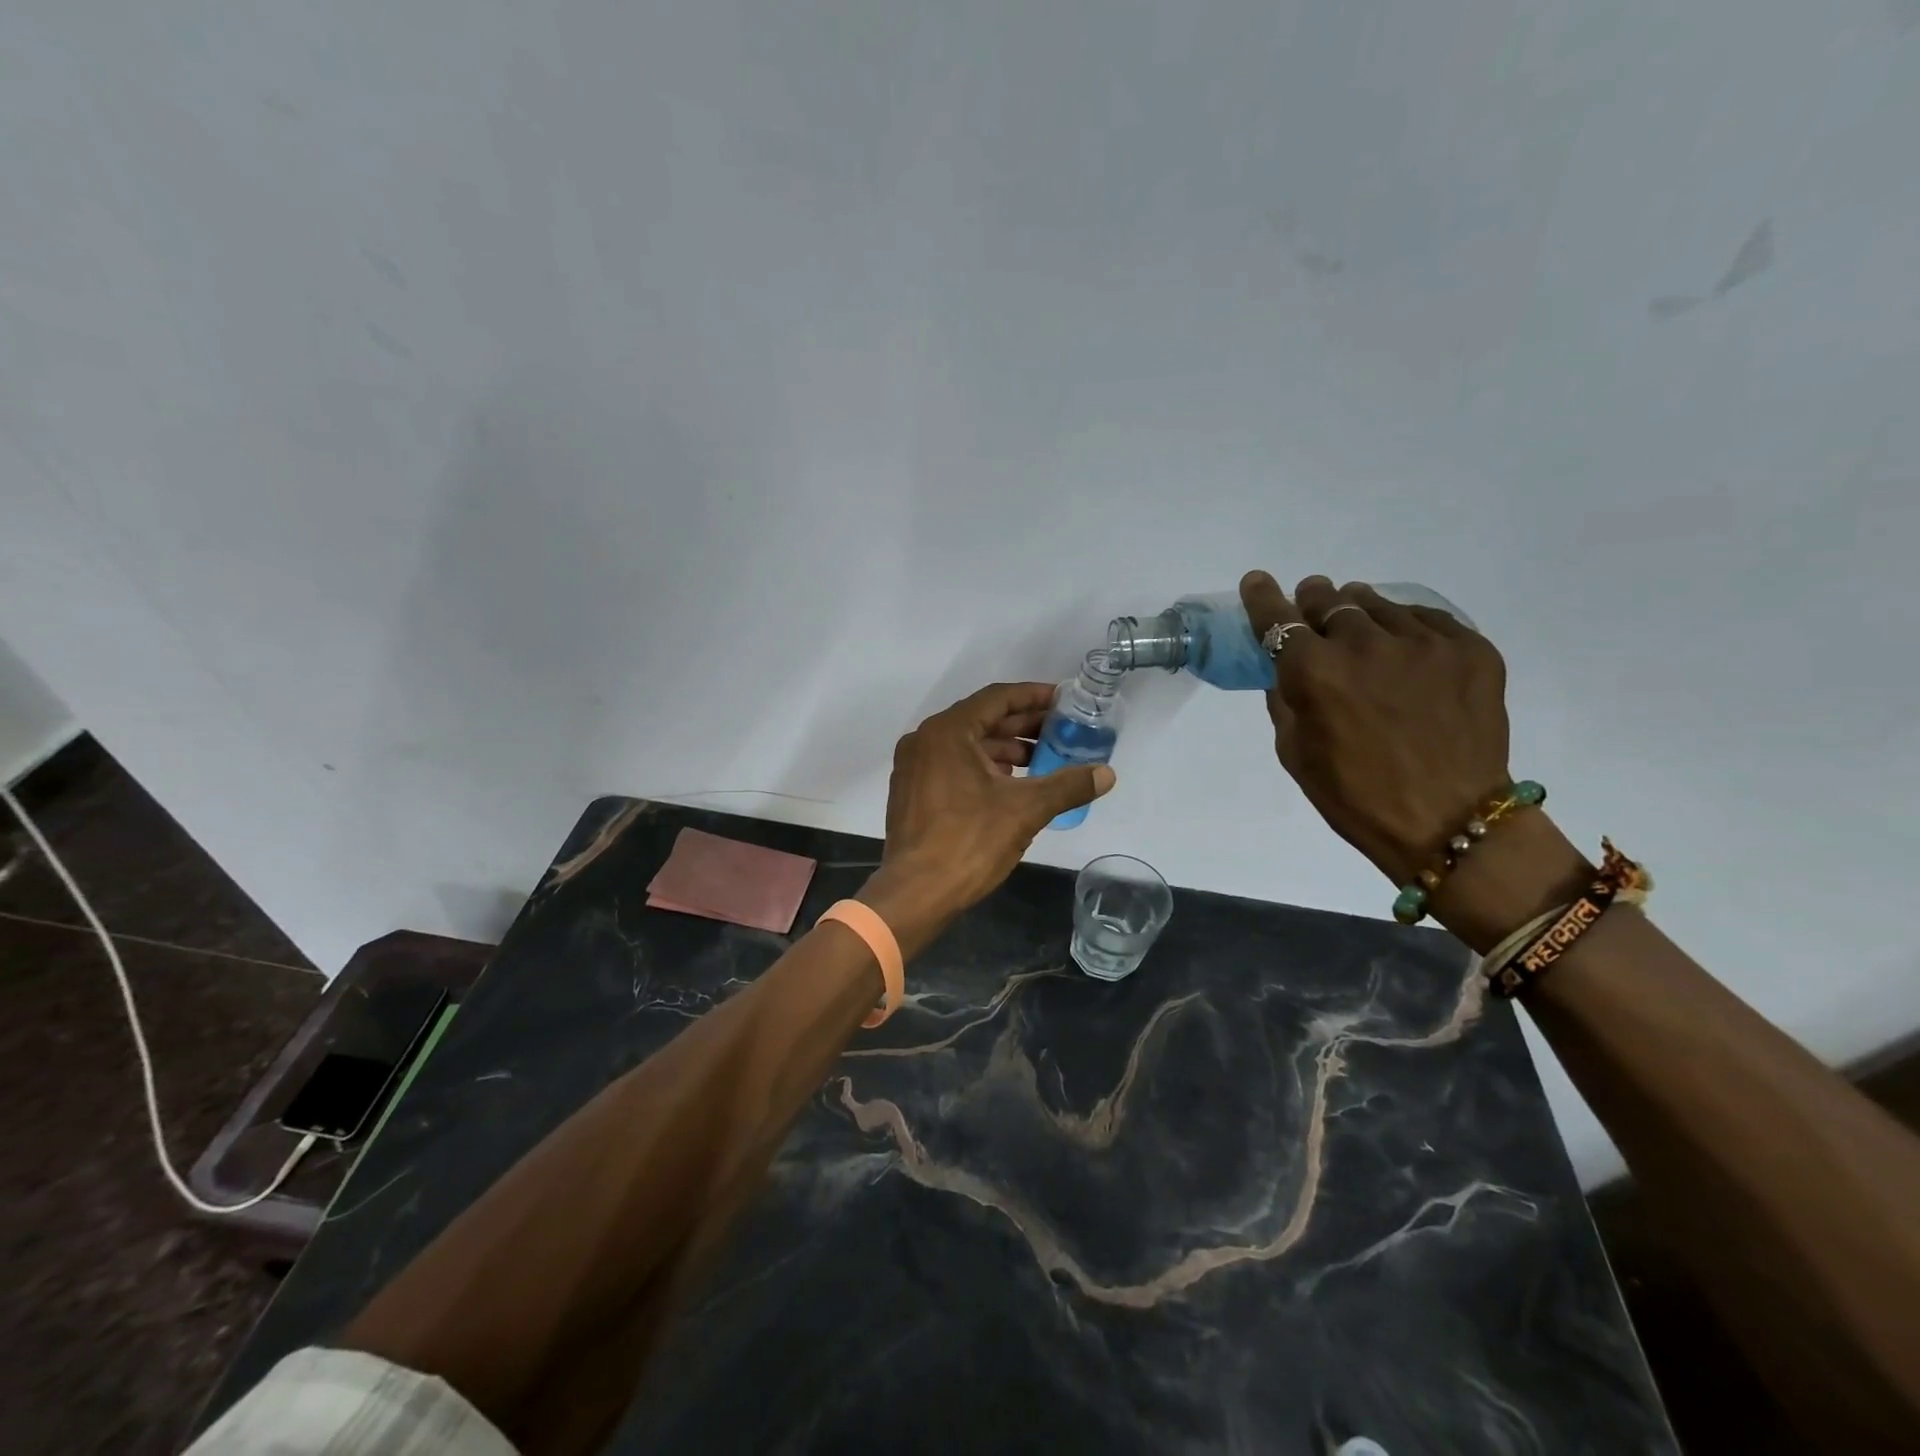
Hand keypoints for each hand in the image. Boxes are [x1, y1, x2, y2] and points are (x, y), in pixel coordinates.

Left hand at [860, 683, 1115, 943]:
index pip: (997, 699)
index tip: (1064, 701)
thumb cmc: (969, 843)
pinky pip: (953, 764)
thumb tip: (1107, 774)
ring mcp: (914, 767)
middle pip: (982, 720)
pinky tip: (1010, 784)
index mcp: (947, 732)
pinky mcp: (912, 792)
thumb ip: (1067, 786)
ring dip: (1005, 749)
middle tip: (1061, 731)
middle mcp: (925, 740)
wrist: (916, 894)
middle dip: (1023, 726)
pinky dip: (983, 767)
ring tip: (1043, 760)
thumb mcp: (1025, 810)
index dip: (1033, 697)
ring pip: (967, 745)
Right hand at [1239, 572, 1516, 885]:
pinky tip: (1406, 653)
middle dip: (1313, 602)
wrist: (1450, 821)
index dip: (1262, 596)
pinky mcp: (1470, 648)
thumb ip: (1285, 699)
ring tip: (1362, 634)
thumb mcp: (1294, 752)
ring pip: (1377, 604)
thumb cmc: (1355, 795)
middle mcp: (1364, 644)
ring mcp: (1422, 642)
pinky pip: (1426, 619)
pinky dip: (1406, 628)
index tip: (1257, 582)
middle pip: (1329, 600)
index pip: (1277, 618)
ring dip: (1359, 614)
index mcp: (1313, 672)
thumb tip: (1285, 668)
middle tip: (1313, 611)